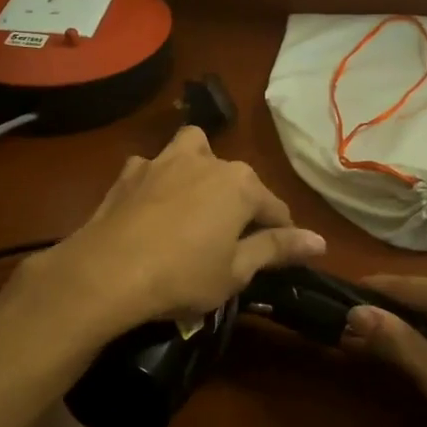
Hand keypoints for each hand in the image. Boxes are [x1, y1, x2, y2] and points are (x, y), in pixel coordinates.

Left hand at [22, 127, 326, 341]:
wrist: (105, 273)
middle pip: (236, 178)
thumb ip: (277, 248)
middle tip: (231, 240)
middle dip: (240, 203)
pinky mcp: (129, 172)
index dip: (281, 235)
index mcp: (240, 184)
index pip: (275, 209)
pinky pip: (154, 168)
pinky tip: (151, 208)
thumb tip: (320, 240)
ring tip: (194, 204)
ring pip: (193, 151)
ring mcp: (162, 161)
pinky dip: (159, 182)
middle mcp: (205, 160)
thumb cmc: (182, 276)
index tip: (278, 257)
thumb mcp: (236, 271)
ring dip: (200, 170)